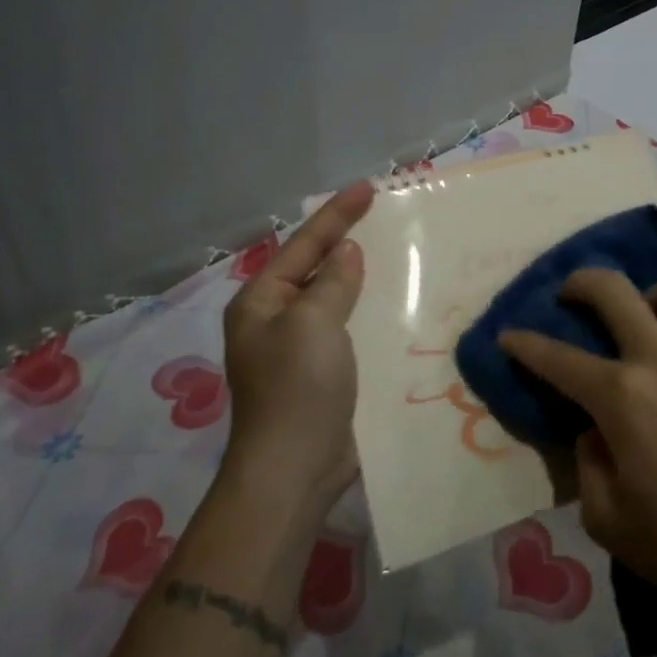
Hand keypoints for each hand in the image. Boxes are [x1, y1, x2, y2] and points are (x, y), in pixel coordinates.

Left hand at [220, 180, 373, 511]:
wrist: (295, 469)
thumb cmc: (298, 387)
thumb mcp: (313, 322)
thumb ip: (332, 281)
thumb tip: (346, 252)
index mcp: (261, 301)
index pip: (304, 245)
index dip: (337, 214)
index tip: (369, 187)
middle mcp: (275, 320)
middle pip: (316, 267)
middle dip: (346, 240)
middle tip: (382, 214)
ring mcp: (298, 348)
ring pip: (334, 297)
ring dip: (361, 276)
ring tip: (393, 250)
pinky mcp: (321, 372)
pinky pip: (347, 327)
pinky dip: (368, 309)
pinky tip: (395, 301)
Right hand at [500, 271, 656, 611]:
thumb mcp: (606, 518)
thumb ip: (585, 462)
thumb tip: (593, 427)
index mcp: (624, 399)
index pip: (559, 359)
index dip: (525, 344)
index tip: (508, 335)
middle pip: (613, 289)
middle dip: (580, 284)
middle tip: (570, 296)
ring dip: (646, 296)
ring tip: (641, 322)